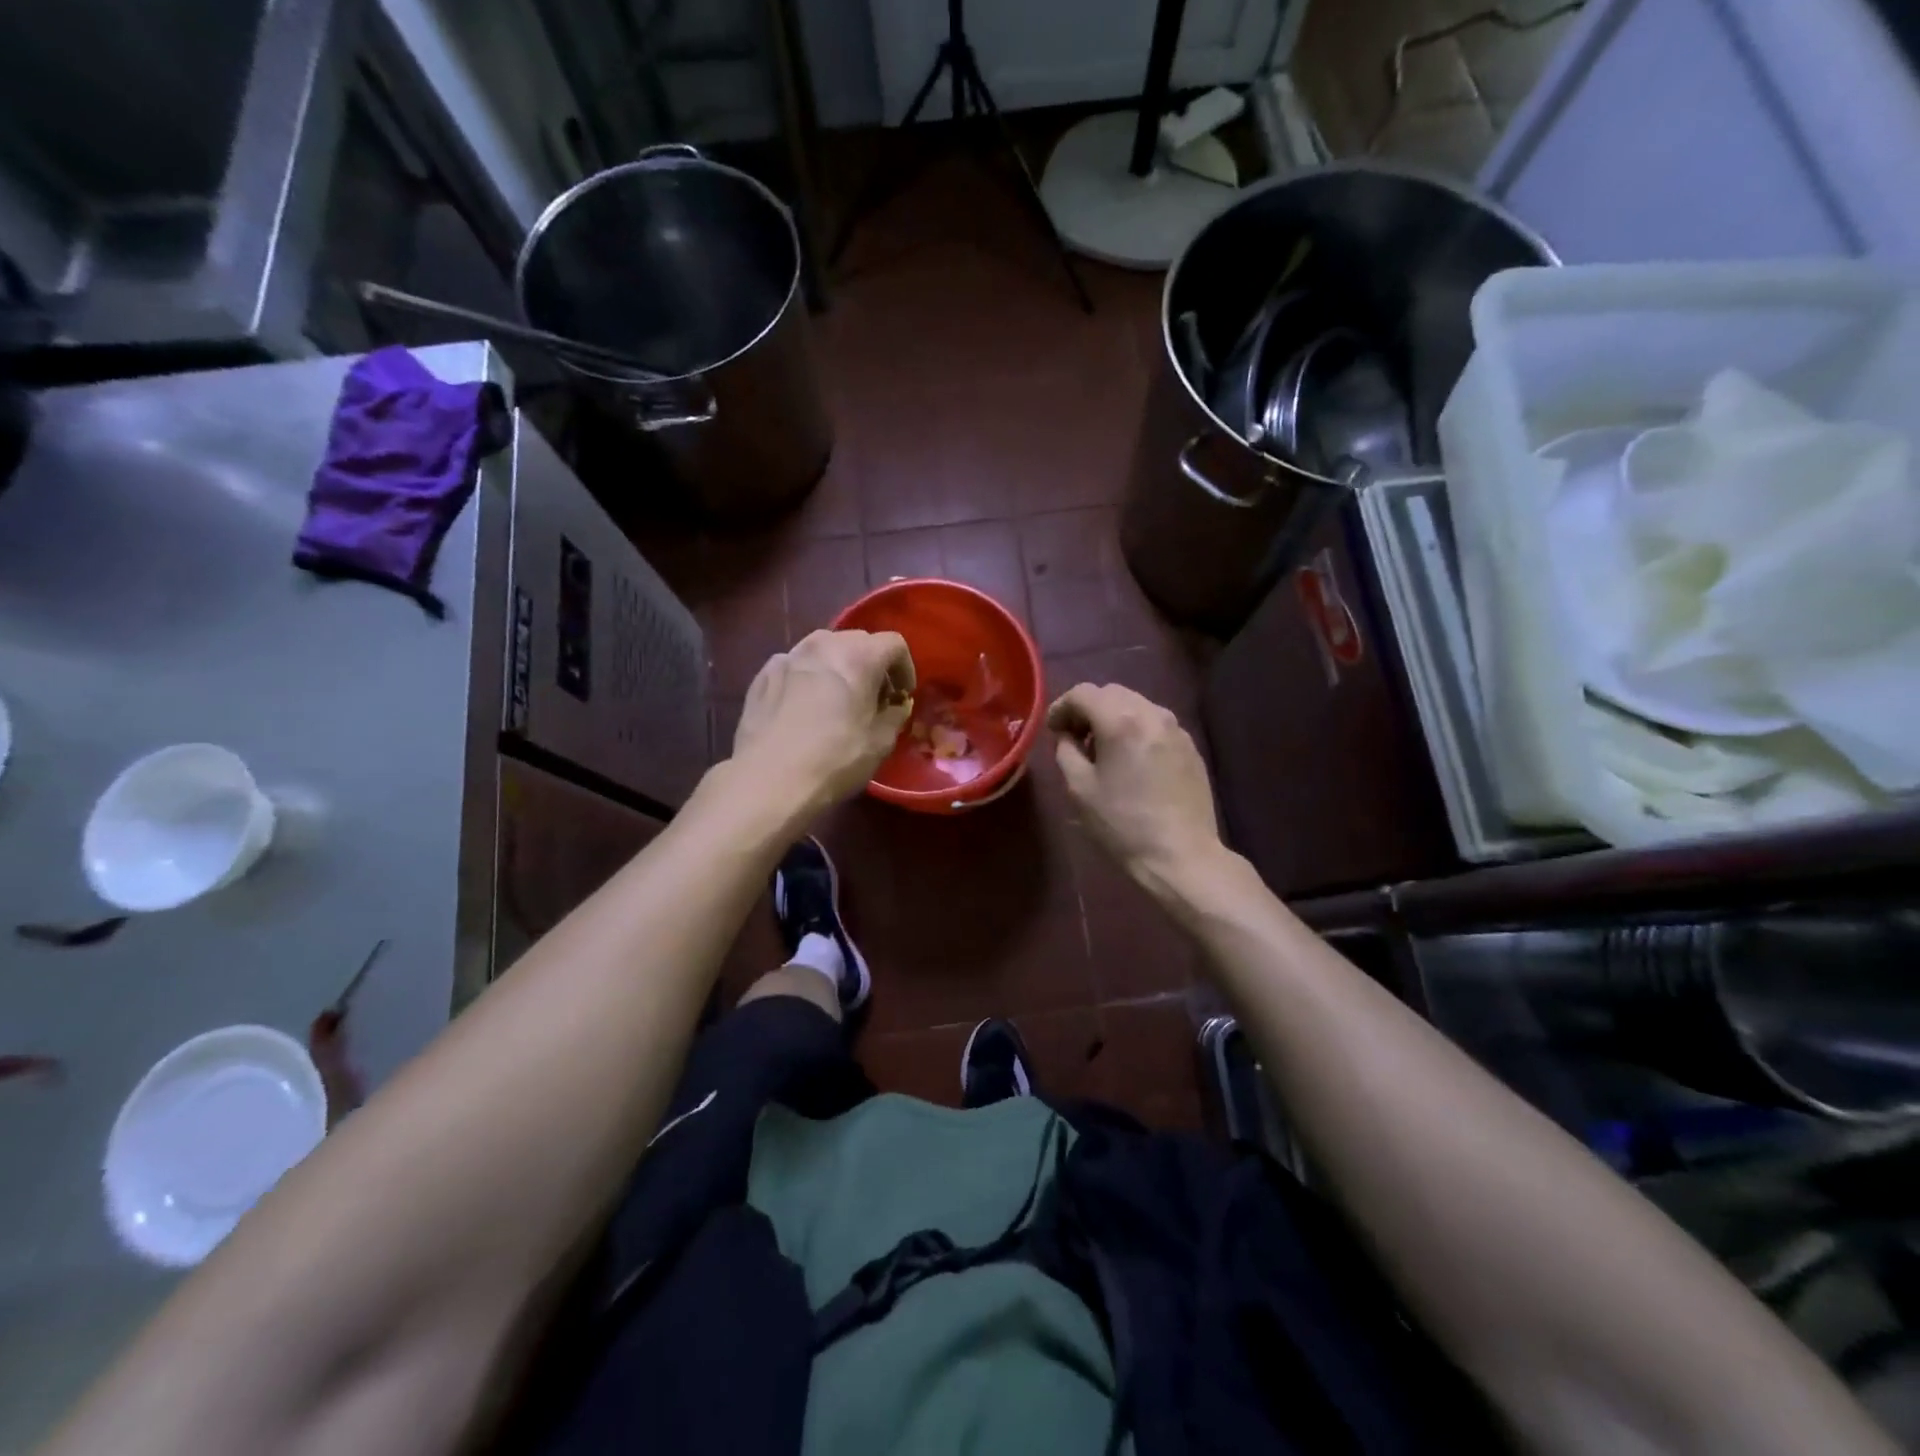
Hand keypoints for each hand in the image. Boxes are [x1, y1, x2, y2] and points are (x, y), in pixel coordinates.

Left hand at [732, 629, 915, 816]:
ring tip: (838, 699)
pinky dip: (808, 678)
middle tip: (874, 697)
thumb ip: (895, 715)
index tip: (903, 694)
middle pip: (857, 640)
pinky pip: (796, 666)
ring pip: (823, 649)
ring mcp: (788, 656)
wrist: (769, 779)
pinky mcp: (763, 674)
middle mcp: (823, 644)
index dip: (905, 667)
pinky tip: (805, 707)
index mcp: (859, 656)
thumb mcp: (881, 742)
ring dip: (838, 667)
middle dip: (871, 664)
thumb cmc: (835, 759)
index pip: (894, 643)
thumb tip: (895, 706)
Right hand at [1048, 683, 1224, 905]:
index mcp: (1120, 720)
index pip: (1083, 693)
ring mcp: (1176, 729)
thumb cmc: (1122, 824)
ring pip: (1136, 705)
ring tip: (1104, 751)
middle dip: (1088, 709)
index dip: (1061, 707)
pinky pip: (1155, 724)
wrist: (1180, 855)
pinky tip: (1131, 762)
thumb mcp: (1079, 788)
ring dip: (1113, 718)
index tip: (1054, 731)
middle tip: (1076, 739)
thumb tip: (1067, 735)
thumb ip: (1066, 750)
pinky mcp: (1190, 746)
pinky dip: (1136, 730)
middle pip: (1111, 692)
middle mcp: (1152, 713)